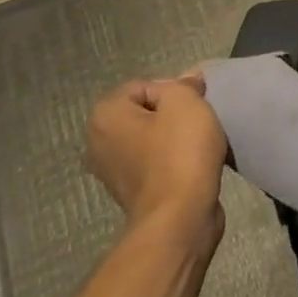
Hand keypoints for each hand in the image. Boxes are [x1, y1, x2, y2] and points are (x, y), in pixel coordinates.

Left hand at [85, 74, 227, 242]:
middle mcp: (98, 142)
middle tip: (200, 122)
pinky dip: (173, 161)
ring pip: (151, 138)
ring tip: (199, 145)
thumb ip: (184, 85)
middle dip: (173, 114)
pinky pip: (154, 162)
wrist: (179, 215)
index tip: (195, 106)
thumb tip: (187, 81)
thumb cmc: (180, 152)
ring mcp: (111, 170)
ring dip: (175, 138)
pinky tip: (192, 165)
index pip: (144, 86)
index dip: (175, 91)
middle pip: (146, 112)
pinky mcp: (130, 192)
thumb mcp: (186, 103)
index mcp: (105, 116)